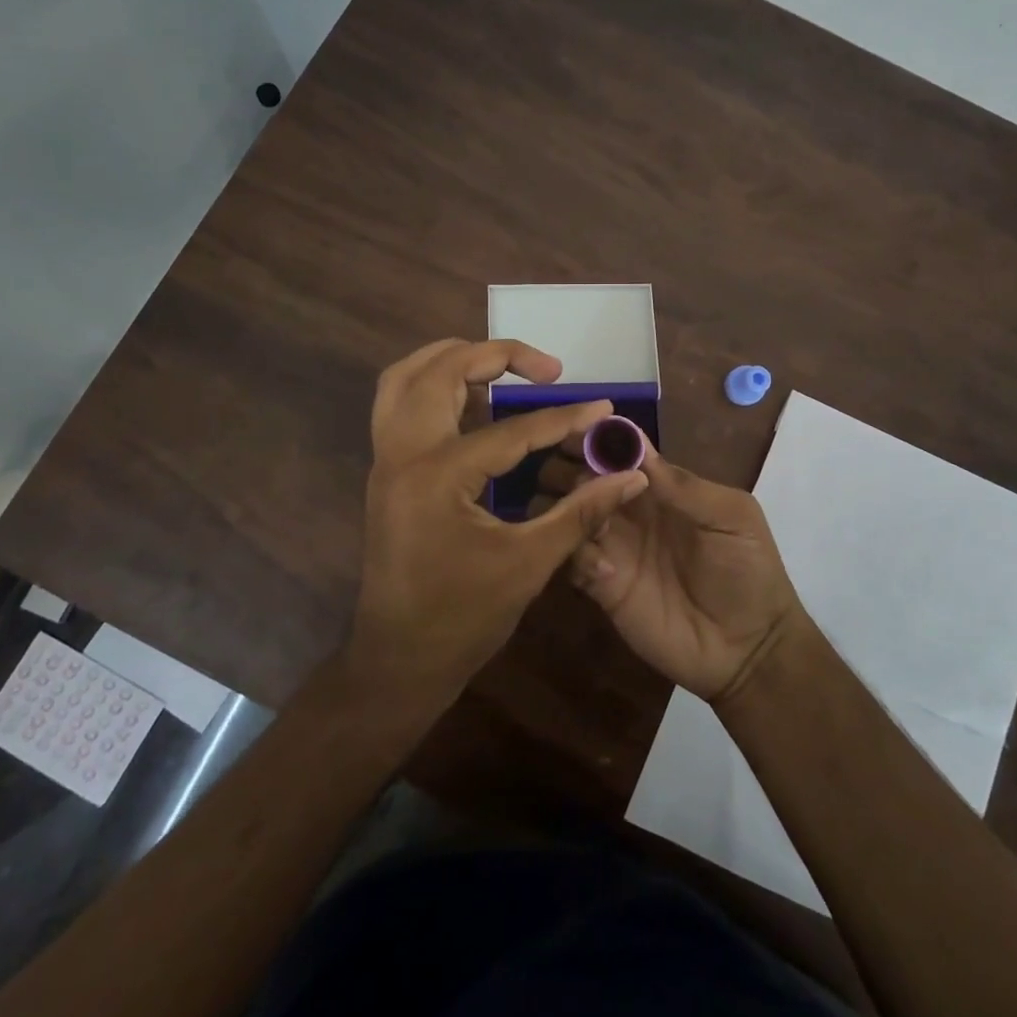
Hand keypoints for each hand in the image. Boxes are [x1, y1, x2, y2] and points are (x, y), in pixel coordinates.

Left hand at [349, 339, 649, 705]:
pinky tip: (473, 403)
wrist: (398, 660)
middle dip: (496, 356)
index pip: (510, 429)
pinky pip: (399, 403)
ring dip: (453, 359)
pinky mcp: (386, 470)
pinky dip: (433, 385)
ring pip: (406, 377)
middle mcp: (402, 453)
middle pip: (441, 371)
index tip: (603, 406)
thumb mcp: (529, 564)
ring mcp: (386, 459)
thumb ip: (581, 512)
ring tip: (502, 368)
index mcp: (436, 475)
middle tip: (546, 370)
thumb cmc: (462, 618)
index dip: (564, 418)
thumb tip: (631, 476)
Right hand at [535, 441, 807, 702]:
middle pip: (581, 475)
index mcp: (658, 486)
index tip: (573, 431)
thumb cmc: (748, 571)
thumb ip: (683, 484)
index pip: (616, 450)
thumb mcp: (731, 517)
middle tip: (573, 479)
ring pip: (567, 513)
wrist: (749, 649)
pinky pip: (570, 559)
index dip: (594, 437)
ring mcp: (612, 547)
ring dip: (566, 508)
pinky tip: (602, 568)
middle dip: (570, 468)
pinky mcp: (601, 586)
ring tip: (587, 519)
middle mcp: (627, 510)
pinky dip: (574, 554)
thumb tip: (635, 444)